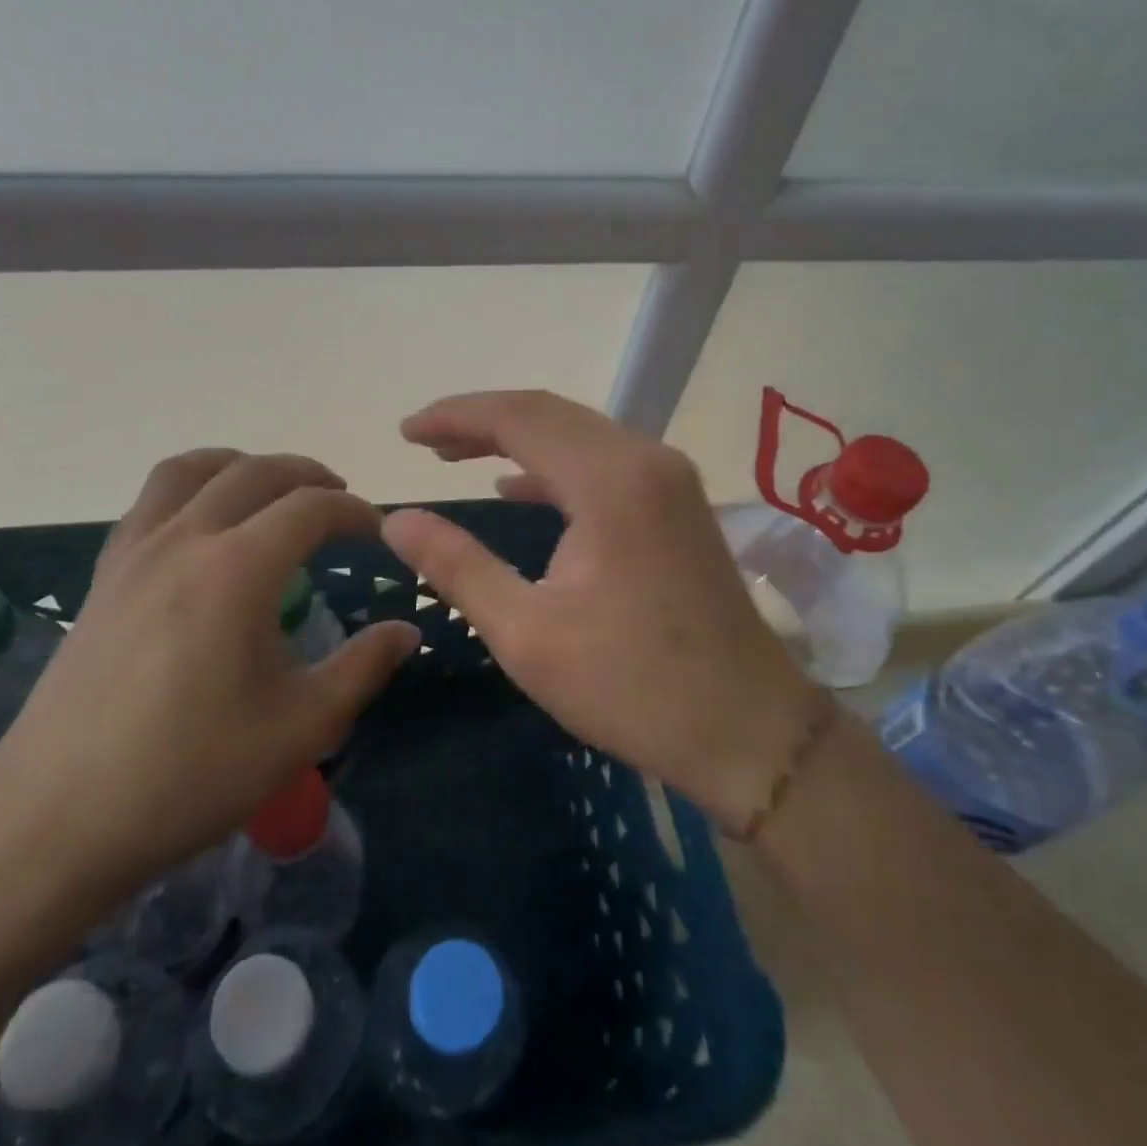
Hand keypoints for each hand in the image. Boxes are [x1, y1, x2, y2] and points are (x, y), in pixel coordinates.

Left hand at [0, 450, 419, 914]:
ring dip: (243, 465)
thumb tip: (406, 632)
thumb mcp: (301, 728)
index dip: (354, 511)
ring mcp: (135, 553)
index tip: (379, 532)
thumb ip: (362, 668)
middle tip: (340, 503)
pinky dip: (192, 488)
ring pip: (191, 470)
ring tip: (272, 491)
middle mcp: (185, 540)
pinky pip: (151, 501)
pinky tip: (204, 529)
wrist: (57, 819)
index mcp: (237, 569)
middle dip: (308, 476)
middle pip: (255, 472)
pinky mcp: (104, 576)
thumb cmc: (189, 774)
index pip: (310, 508)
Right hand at [381, 391, 814, 836]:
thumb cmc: (633, 686)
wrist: (748, 730)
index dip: (455, 415)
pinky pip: (602, 463)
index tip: (405, 432)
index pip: (519, 416)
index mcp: (611, 480)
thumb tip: (397, 521)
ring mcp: (669, 479)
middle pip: (550, 414)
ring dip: (516, 439)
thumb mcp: (527, 633)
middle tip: (424, 441)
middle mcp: (646, 459)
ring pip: (578, 435)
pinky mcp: (678, 504)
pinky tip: (518, 486)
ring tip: (456, 454)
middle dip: (481, 420)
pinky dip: (552, 466)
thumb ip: (457, 566)